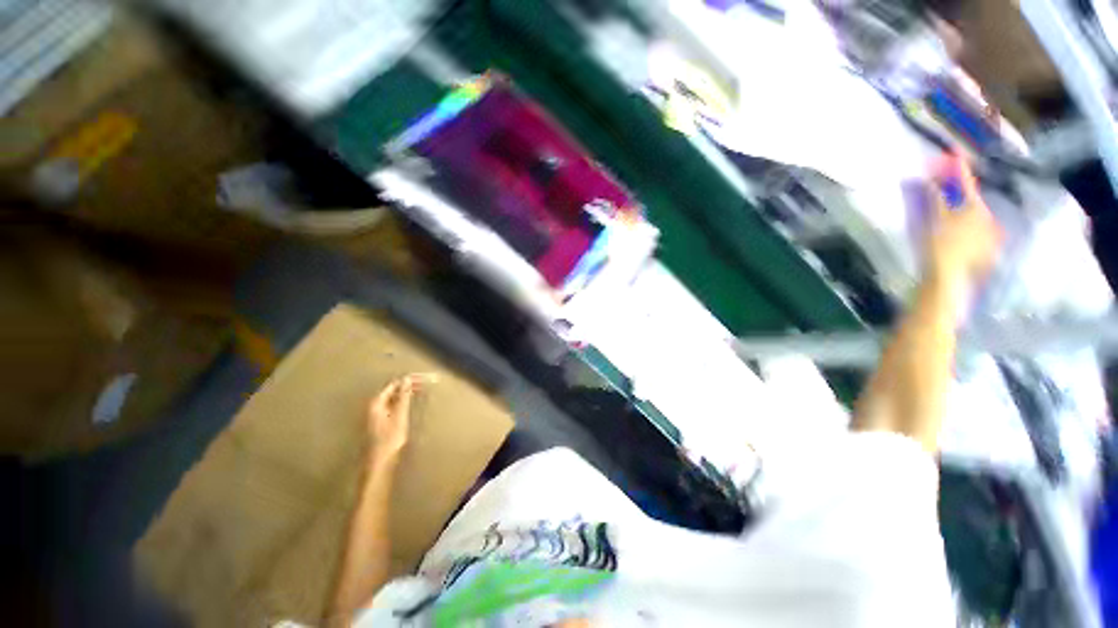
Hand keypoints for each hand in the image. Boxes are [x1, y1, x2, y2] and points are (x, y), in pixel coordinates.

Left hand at [366, 374, 435, 466]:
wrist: (381, 462)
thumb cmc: (390, 439)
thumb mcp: (400, 416)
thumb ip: (403, 397)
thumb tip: (406, 379)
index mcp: (377, 403)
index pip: (394, 384)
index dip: (409, 380)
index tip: (424, 379)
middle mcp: (374, 406)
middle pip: (393, 390)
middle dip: (409, 386)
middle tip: (426, 383)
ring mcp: (376, 414)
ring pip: (393, 397)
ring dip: (407, 393)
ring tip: (421, 390)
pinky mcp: (381, 422)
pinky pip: (393, 405)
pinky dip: (403, 401)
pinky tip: (411, 403)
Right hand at [924, 153, 1001, 293]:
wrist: (948, 278)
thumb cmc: (940, 247)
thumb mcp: (934, 221)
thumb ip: (936, 199)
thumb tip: (932, 180)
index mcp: (975, 209)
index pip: (965, 184)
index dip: (958, 169)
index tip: (953, 153)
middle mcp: (987, 218)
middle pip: (971, 201)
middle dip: (958, 193)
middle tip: (945, 187)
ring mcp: (987, 236)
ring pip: (974, 217)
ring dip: (961, 210)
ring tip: (950, 211)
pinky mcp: (983, 250)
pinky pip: (975, 232)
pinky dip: (965, 226)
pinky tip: (957, 231)